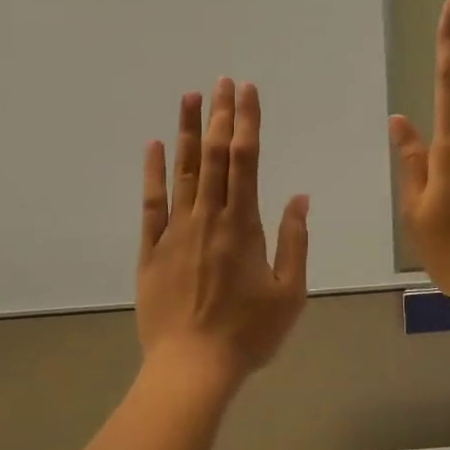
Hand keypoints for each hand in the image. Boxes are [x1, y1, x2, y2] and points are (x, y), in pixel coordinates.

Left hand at [137, 78, 310, 386]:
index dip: (246, 122)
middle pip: (213, 156)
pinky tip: (154, 146)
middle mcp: (208, 218)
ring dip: (187, 132)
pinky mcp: (151, 249)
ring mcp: (175, 231)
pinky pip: (150, 203)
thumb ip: (294, 241)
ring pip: (182, 172)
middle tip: (222, 82)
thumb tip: (299, 198)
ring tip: (191, 97)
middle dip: (219, 116)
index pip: (245, 161)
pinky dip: (152, 173)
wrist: (192, 367)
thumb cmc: (248, 334)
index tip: (246, 92)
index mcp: (243, 226)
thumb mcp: (289, 293)